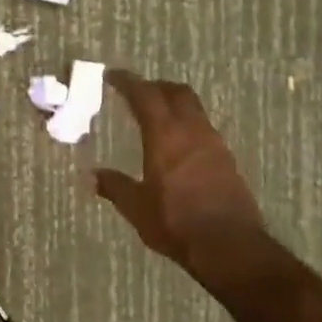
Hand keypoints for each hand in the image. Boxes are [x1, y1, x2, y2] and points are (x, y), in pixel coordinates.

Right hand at [94, 70, 264, 269]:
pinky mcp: (227, 160)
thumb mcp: (136, 208)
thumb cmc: (176, 223)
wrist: (229, 246)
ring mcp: (214, 144)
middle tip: (136, 91)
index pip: (146, 96)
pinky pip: (203, 128)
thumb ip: (115, 187)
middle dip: (155, 86)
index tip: (113, 76)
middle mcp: (192, 132)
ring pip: (194, 108)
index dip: (128, 82)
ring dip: (174, 103)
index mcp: (165, 137)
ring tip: (155, 115)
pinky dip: (187, 123)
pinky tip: (177, 143)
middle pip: (177, 93)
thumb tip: (92, 176)